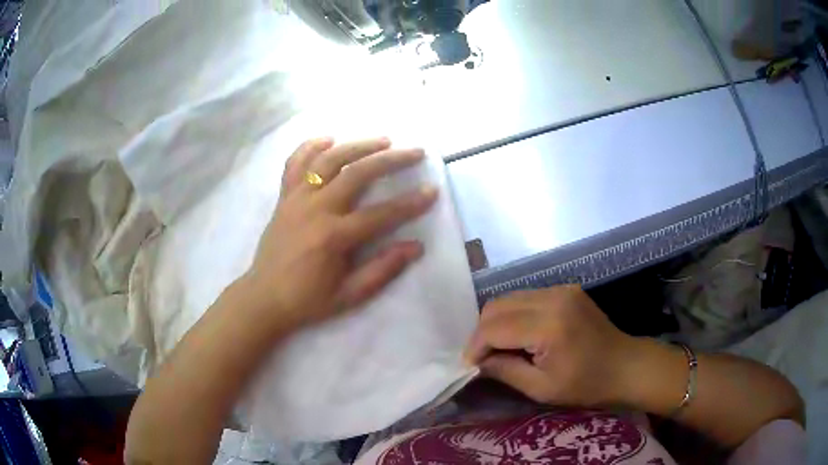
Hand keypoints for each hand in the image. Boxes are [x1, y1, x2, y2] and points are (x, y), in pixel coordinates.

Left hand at [241, 137, 436, 331]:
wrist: (264, 298)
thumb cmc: (308, 300)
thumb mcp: (349, 295)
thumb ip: (382, 270)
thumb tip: (416, 247)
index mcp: (333, 237)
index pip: (381, 214)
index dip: (410, 203)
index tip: (432, 190)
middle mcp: (315, 209)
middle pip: (357, 173)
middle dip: (390, 160)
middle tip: (414, 152)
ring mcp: (296, 199)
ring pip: (328, 160)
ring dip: (357, 145)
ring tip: (381, 140)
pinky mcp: (283, 197)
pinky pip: (295, 163)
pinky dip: (310, 146)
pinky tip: (328, 138)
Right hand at [464, 286, 635, 406]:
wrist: (625, 365)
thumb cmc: (587, 385)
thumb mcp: (541, 388)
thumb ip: (505, 371)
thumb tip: (478, 362)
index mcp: (549, 325)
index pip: (494, 327)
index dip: (476, 346)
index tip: (470, 366)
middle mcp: (553, 297)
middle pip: (497, 305)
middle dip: (482, 332)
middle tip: (483, 358)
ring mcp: (561, 289)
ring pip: (510, 298)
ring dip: (497, 322)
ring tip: (500, 347)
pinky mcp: (566, 289)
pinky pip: (527, 297)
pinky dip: (515, 315)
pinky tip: (521, 335)